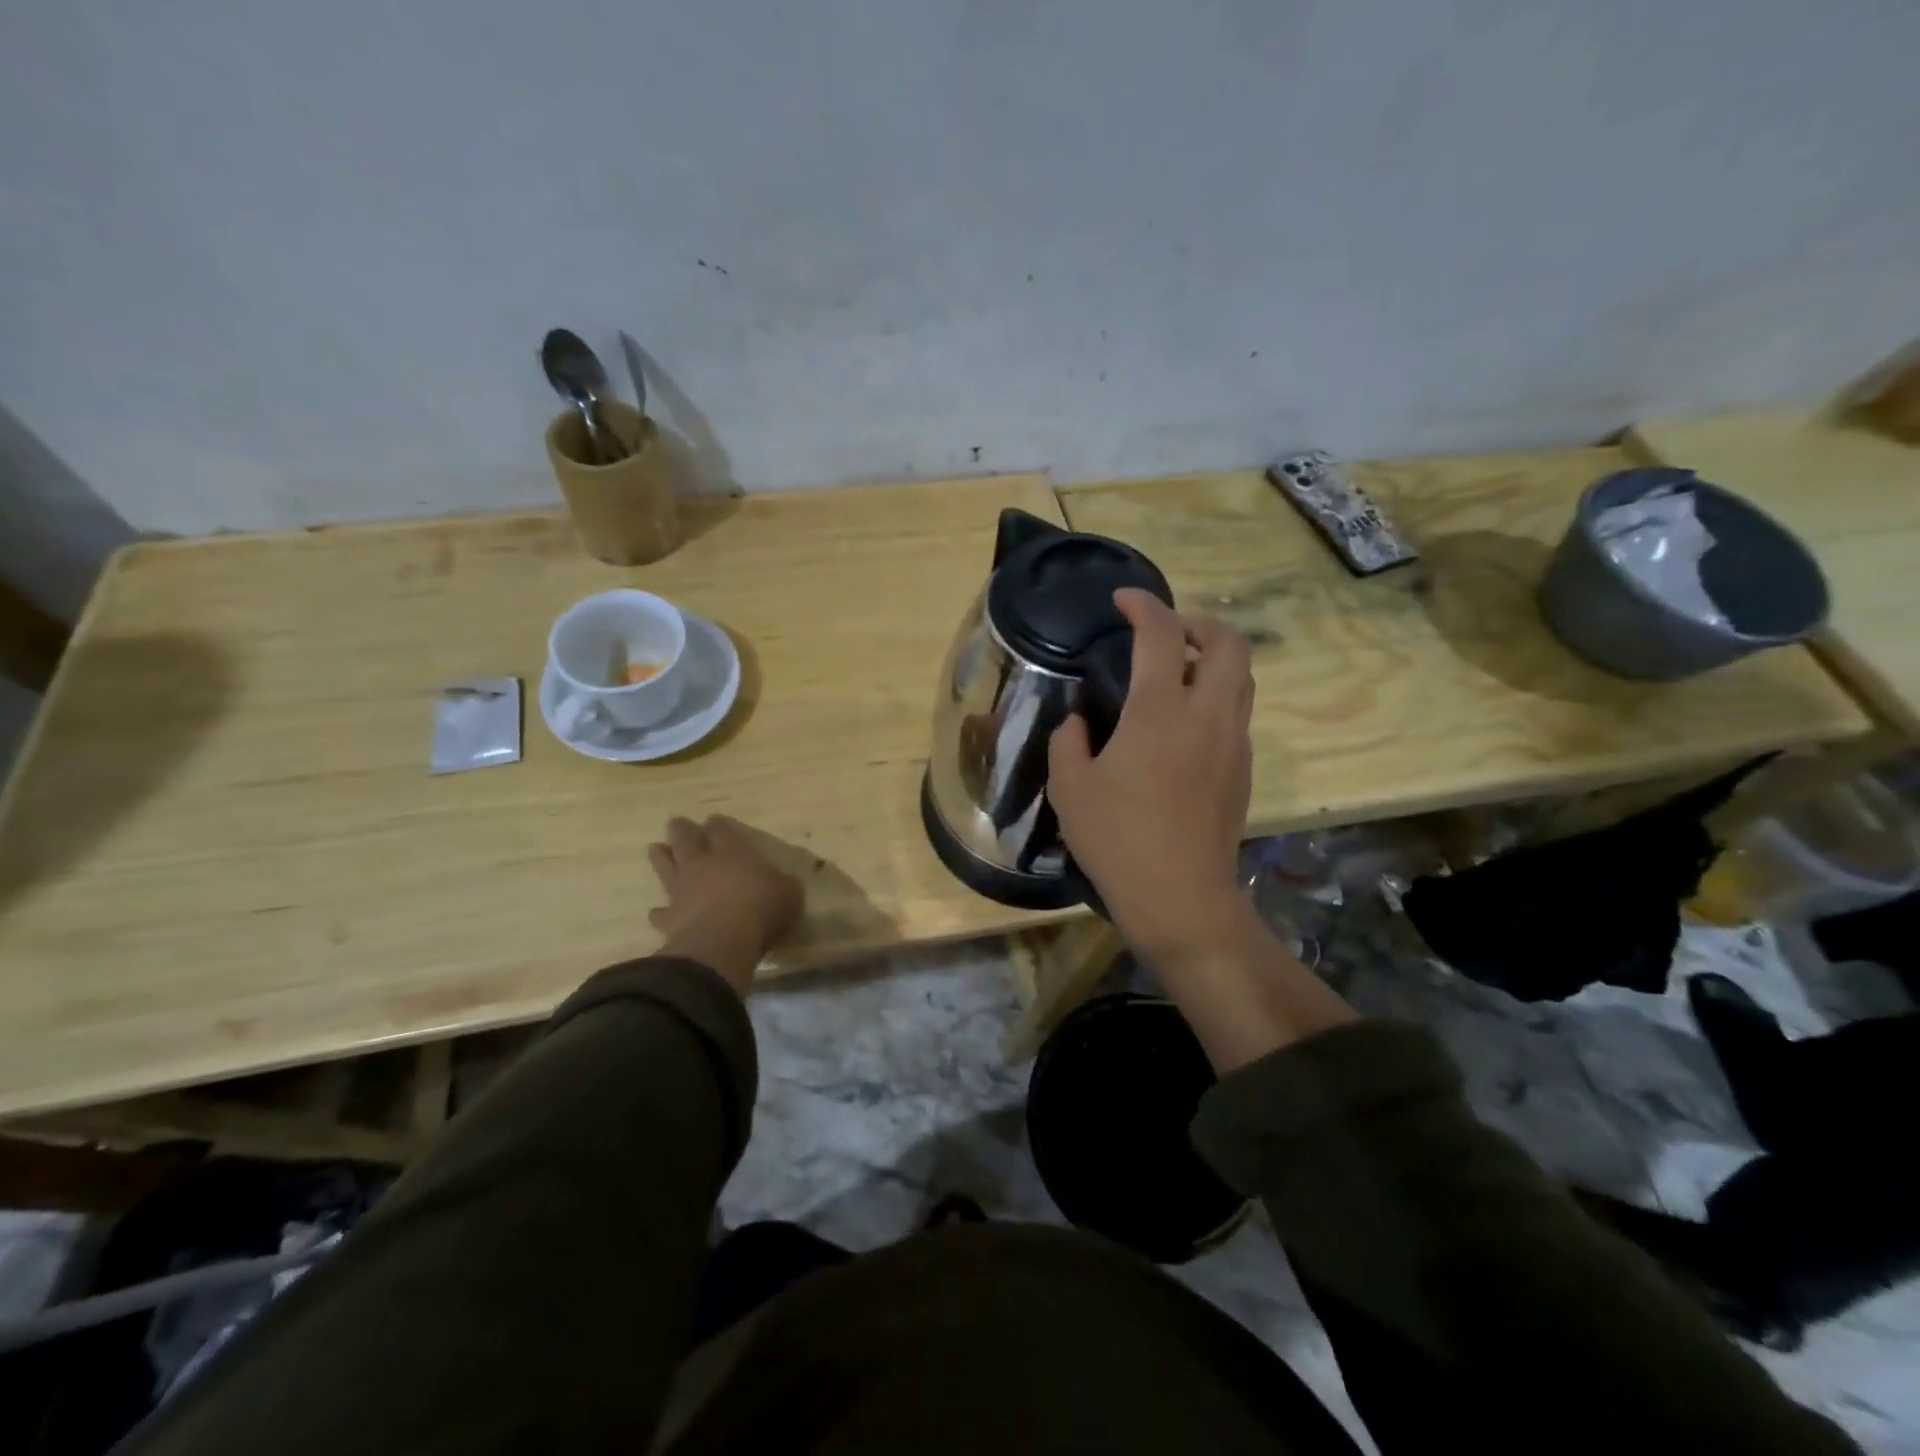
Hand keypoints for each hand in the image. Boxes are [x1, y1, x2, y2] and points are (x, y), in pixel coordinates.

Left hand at [647, 815, 804, 993]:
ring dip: (661, 858)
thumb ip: (782, 883)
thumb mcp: (789, 891)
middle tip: (675, 822)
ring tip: (655, 848)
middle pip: (687, 841)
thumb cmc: (762, 907)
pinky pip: (661, 914)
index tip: (713, 820)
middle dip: (682, 830)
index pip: (722, 830)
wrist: (723, 940)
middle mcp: (703, 865)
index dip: (717, 825)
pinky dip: (658, 913)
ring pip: (667, 868)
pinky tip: (655, 913)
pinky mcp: (670, 920)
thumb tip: (782, 882)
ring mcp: (682, 891)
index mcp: (733, 852)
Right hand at [1048, 589, 1255, 970]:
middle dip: (1199, 622)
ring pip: (1242, 677)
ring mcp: (1234, 743)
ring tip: (1175, 673)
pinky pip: (1237, 713)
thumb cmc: (1118, 840)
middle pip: (1229, 642)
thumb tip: (1079, 721)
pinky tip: (1183, 725)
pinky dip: (1216, 697)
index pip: (1161, 634)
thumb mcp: (1070, 789)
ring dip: (1213, 658)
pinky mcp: (1244, 770)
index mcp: (1159, 713)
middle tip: (1165, 632)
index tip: (1123, 600)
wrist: (1181, 898)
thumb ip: (1069, 742)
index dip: (1143, 605)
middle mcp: (1207, 716)